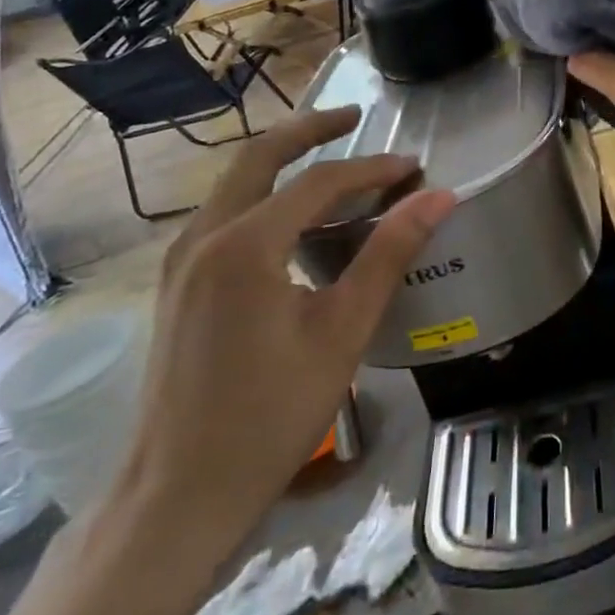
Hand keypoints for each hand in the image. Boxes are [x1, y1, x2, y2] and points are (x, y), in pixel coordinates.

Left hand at [113, 108, 456, 551]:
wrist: (176, 498)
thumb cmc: (269, 416)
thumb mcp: (342, 331)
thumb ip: (389, 254)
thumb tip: (438, 197)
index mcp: (244, 244)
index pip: (320, 181)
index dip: (373, 168)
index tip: (415, 166)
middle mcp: (203, 237)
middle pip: (260, 156)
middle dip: (311, 130)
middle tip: (357, 116)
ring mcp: (181, 261)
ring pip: (236, 182)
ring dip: (284, 160)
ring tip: (334, 157)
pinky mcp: (177, 285)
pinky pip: (225, 213)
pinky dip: (264, 194)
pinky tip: (294, 216)